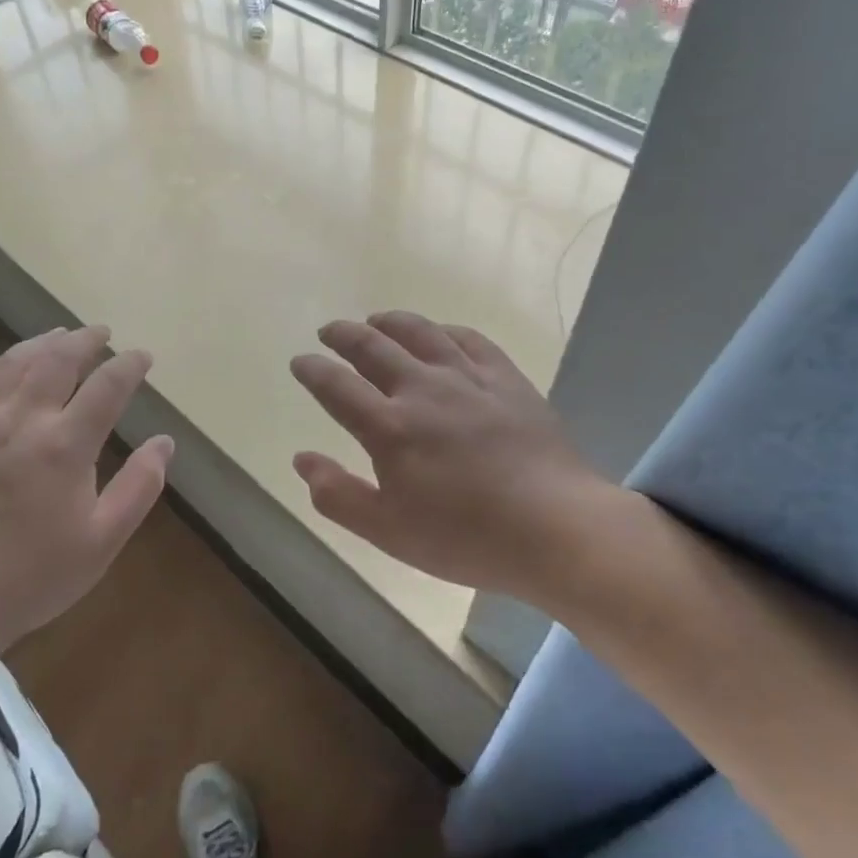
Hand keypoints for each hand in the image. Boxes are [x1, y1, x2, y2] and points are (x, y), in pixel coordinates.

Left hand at [0, 326, 171, 657]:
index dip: (129, 366)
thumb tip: (165, 442)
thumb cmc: (36, 573)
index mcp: (66, 445)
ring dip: (38, 344)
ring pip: (10, 366)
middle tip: (102, 333)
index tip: (143, 357)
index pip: (106, 387)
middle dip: (84, 341)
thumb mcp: (103, 540)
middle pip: (56, 361)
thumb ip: (139, 487)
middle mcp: (23, 422)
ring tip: (57, 334)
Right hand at [289, 312, 613, 597]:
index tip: (300, 361)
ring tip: (376, 320)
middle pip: (372, 346)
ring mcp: (467, 378)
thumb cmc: (466, 537)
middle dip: (344, 335)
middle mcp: (422, 390)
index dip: (312, 370)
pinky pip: (469, 339)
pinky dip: (444, 330)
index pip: (336, 386)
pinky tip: (439, 334)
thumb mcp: (389, 531)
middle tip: (330, 331)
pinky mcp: (505, 378)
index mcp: (389, 428)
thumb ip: (338, 495)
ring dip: (390, 322)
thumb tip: (302, 459)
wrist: (556, 527)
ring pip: (420, 332)